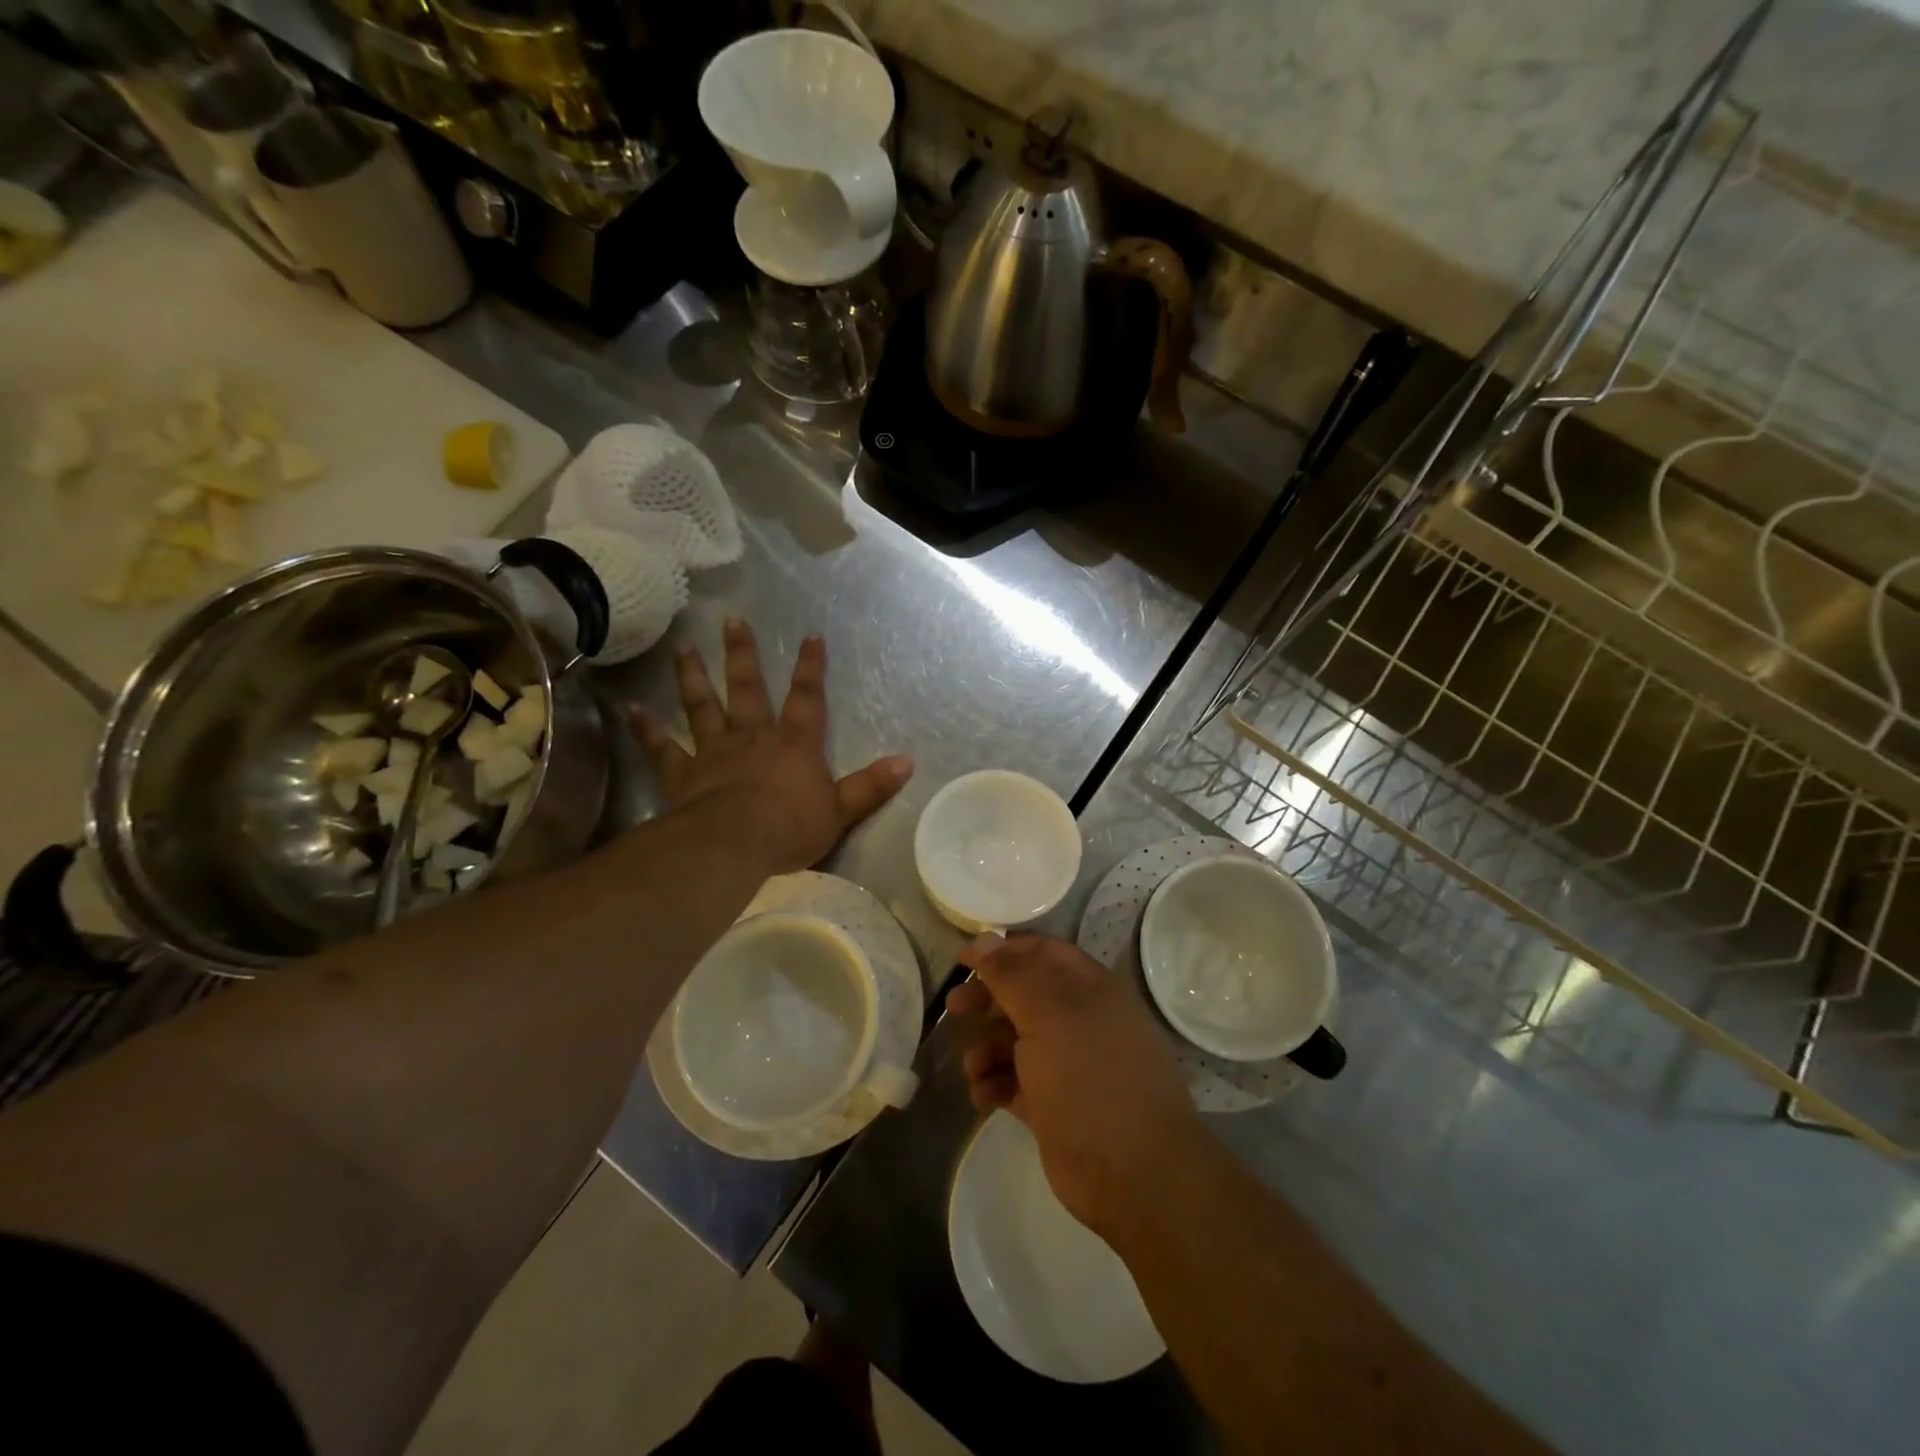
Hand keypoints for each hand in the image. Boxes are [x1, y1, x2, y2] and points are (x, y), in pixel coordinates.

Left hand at [632, 620, 911, 874]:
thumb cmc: (790, 828)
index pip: (808, 698)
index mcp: (793, 743)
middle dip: (743, 655)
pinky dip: (646, 729)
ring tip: (683, 649)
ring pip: (702, 706)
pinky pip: (662, 747)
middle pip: (748, 688)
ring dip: (693, 677)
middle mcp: (752, 736)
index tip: (812, 636)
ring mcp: (713, 751)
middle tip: (732, 622)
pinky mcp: (683, 773)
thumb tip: (908, 761)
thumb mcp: (841, 810)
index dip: (812, 667)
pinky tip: (630, 708)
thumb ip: (871, 785)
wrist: (733, 845)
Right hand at [948, 934, 1200, 1240]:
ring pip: (1017, 1041)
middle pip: (1025, 995)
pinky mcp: (1055, 1105)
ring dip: (988, 1049)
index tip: (963, 959)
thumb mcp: (1048, 1017)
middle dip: (988, 1000)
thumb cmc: (1091, 1078)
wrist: (1134, 1174)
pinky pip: (1016, 1082)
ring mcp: (1069, 1064)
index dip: (1003, 950)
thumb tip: (986, 938)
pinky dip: (996, 1084)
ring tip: (973, 1068)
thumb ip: (1012, 976)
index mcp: (1089, 989)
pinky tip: (983, 1097)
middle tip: (953, 1007)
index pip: (1042, 952)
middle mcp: (1081, 1020)